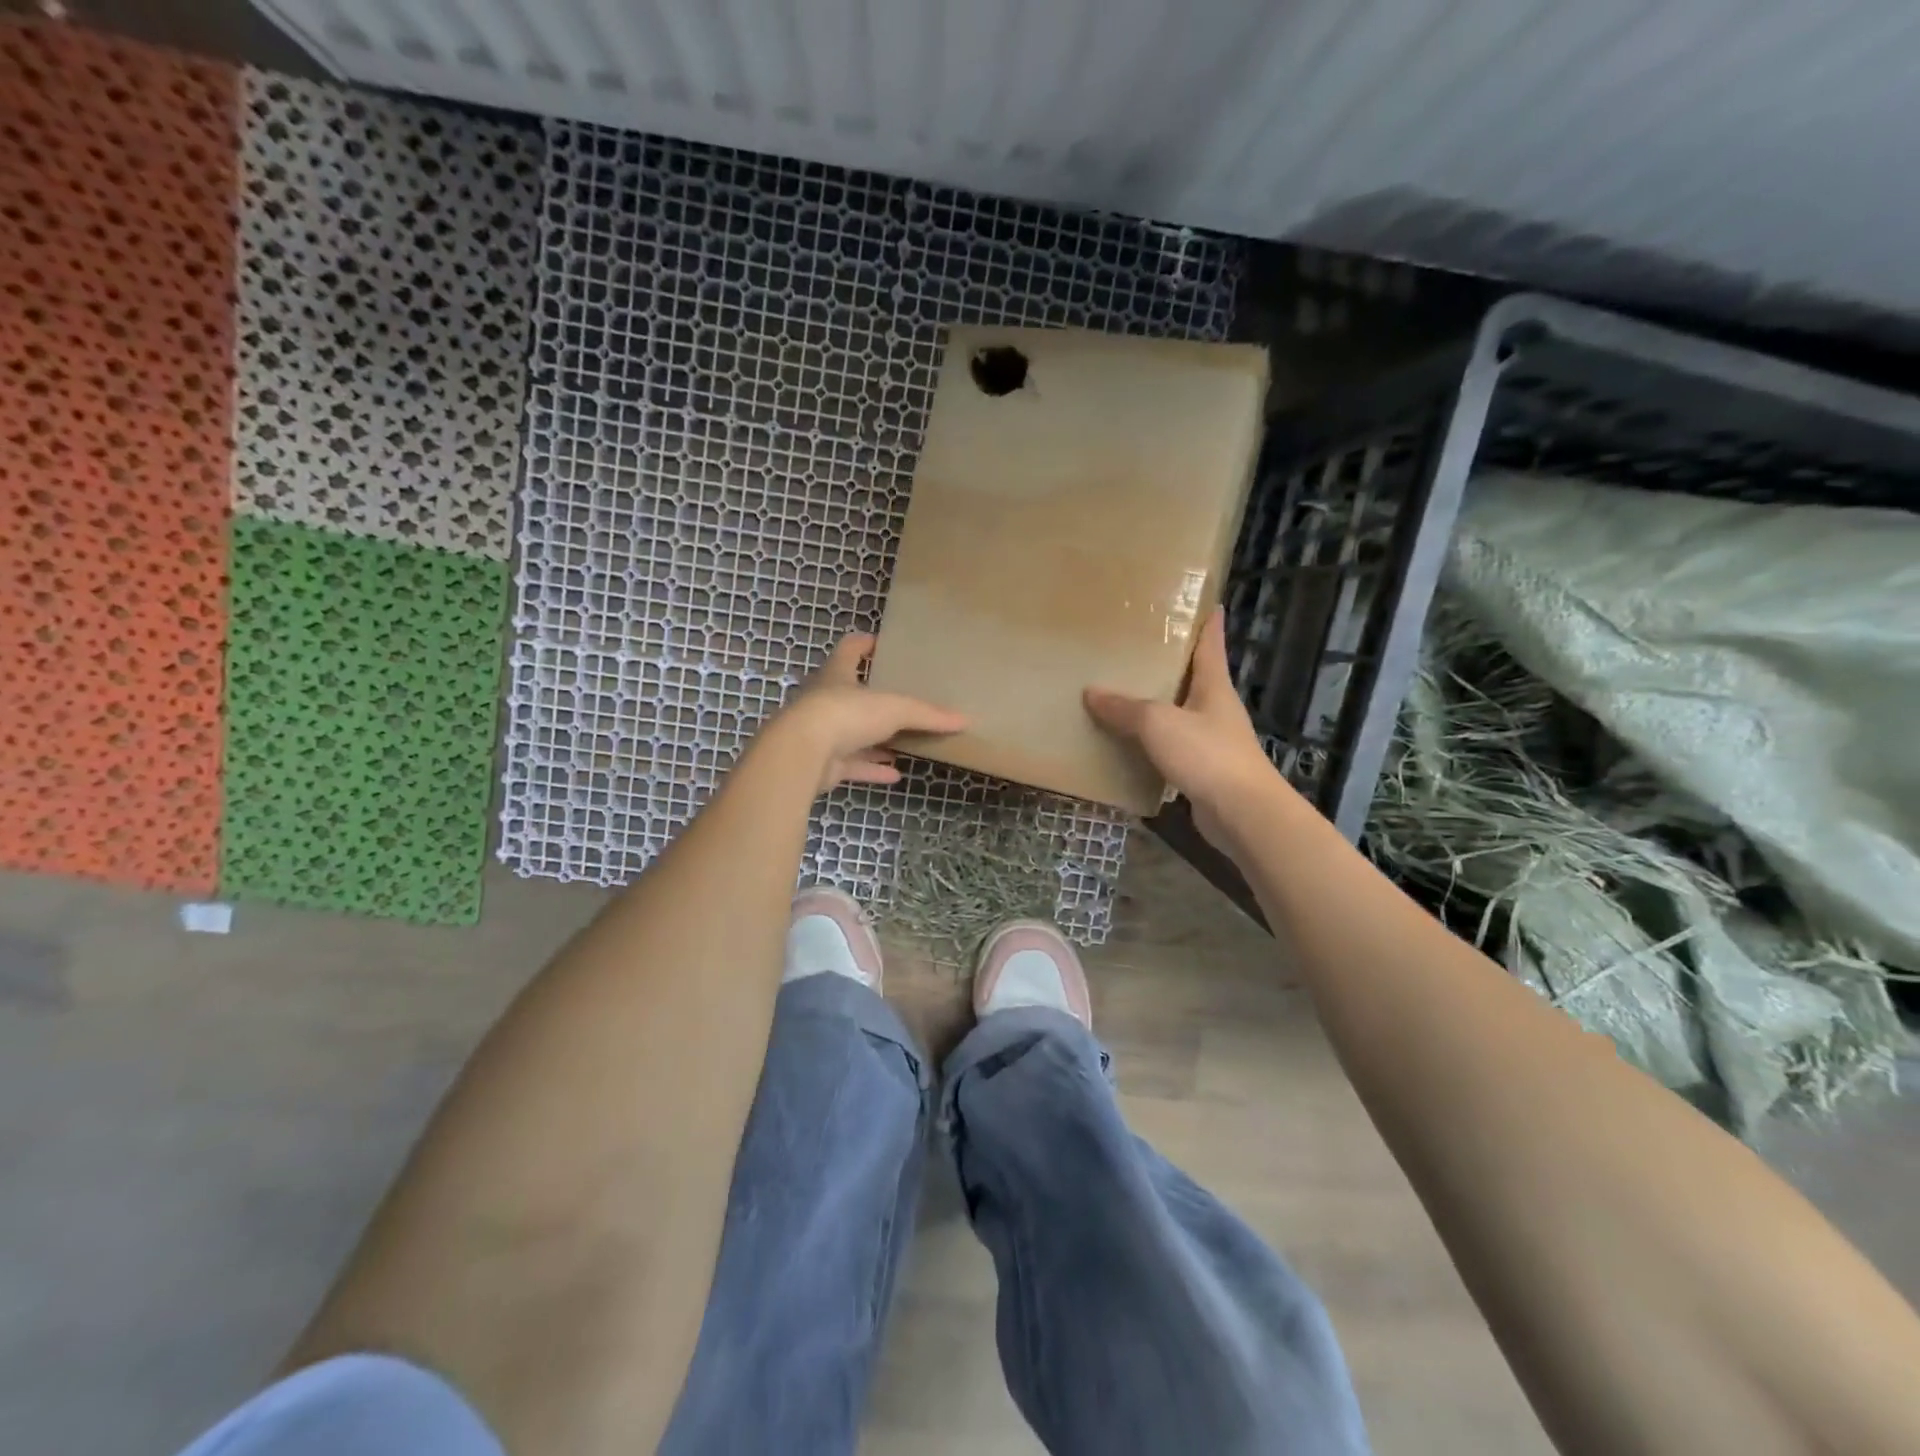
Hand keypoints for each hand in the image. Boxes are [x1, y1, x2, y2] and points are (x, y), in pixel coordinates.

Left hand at [773, 633, 967, 793]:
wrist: (802, 754)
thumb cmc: (845, 714)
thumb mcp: (894, 708)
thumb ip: (927, 714)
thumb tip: (963, 719)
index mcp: (838, 675)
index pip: (850, 649)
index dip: (864, 643)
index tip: (881, 643)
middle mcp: (826, 701)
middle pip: (851, 694)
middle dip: (874, 699)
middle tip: (902, 701)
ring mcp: (821, 734)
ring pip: (852, 734)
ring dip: (876, 740)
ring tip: (904, 742)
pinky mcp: (822, 764)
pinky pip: (852, 765)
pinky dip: (872, 769)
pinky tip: (894, 775)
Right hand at [1084, 608, 1288, 844]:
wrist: (1242, 814)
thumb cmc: (1207, 755)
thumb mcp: (1159, 723)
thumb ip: (1125, 708)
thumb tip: (1091, 692)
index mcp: (1214, 686)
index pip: (1211, 642)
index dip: (1207, 620)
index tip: (1204, 600)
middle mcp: (1216, 708)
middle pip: (1193, 677)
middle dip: (1170, 663)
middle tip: (1137, 646)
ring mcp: (1212, 741)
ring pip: (1180, 714)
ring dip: (1157, 705)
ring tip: (1123, 693)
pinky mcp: (1203, 770)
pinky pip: (1171, 748)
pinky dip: (1152, 743)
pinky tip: (1127, 744)